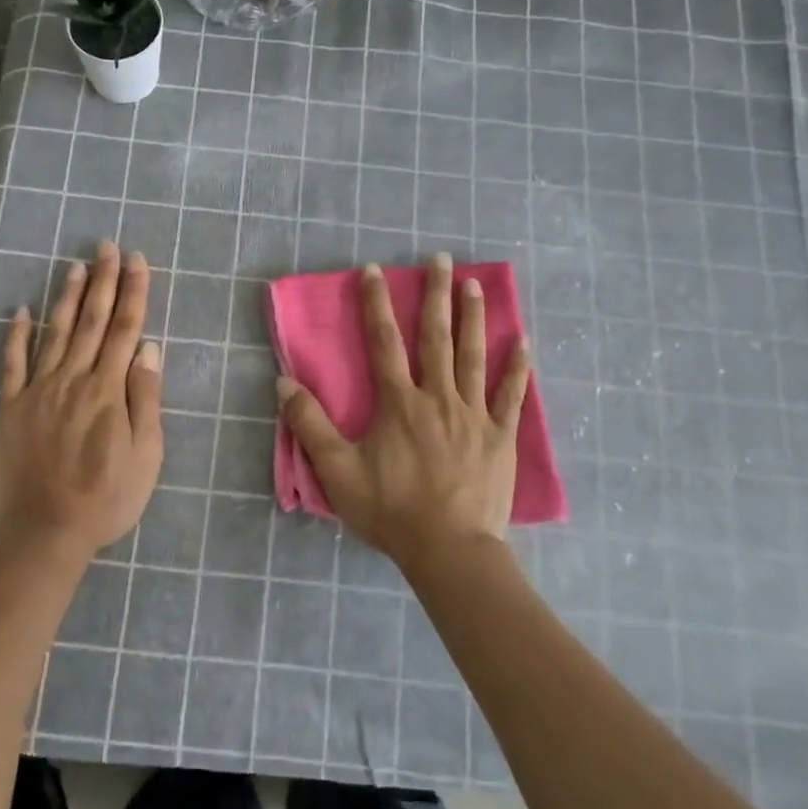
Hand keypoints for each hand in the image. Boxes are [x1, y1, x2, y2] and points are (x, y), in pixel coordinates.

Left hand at [0, 241, 163, 563]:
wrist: (45, 531)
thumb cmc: (106, 498)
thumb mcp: (146, 455)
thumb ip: (145, 398)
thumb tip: (148, 349)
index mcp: (108, 390)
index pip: (125, 329)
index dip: (133, 292)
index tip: (137, 260)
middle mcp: (73, 379)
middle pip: (92, 321)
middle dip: (103, 281)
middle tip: (108, 246)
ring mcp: (38, 391)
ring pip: (55, 333)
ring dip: (67, 297)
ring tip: (75, 266)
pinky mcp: (11, 408)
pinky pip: (12, 364)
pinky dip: (15, 335)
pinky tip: (19, 311)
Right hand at [276, 254, 530, 572]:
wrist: (449, 549)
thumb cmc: (391, 510)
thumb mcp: (338, 471)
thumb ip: (310, 425)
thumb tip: (284, 382)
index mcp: (399, 403)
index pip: (384, 342)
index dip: (376, 303)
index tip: (374, 270)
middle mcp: (438, 397)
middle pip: (436, 337)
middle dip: (435, 295)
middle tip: (440, 258)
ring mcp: (474, 415)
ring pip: (474, 357)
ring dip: (474, 318)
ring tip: (474, 284)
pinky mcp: (500, 437)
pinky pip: (510, 396)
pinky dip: (517, 369)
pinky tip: (523, 342)